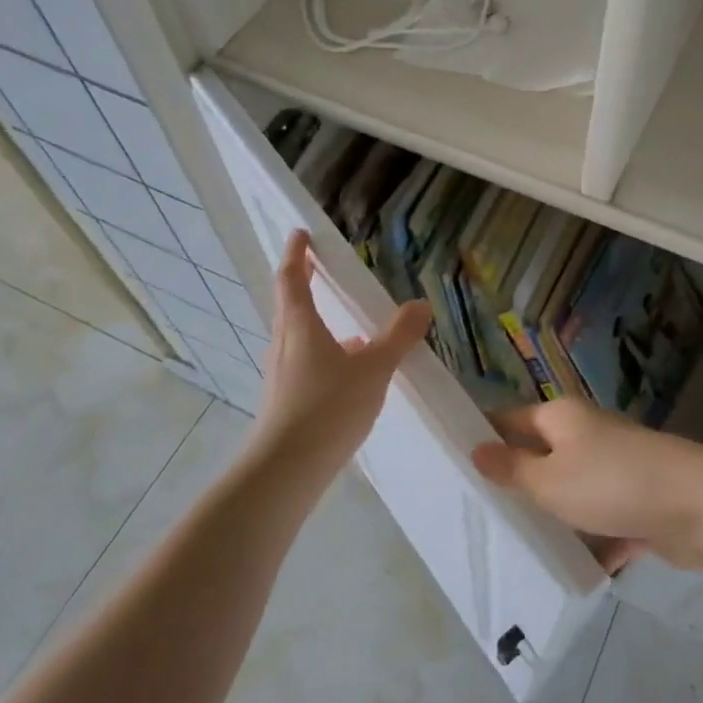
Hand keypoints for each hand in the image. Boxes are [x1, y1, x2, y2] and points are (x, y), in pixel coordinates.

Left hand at [248, 230, 431, 480]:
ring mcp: (282, 373)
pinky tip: (351, 373)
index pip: (293, 277)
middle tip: (321, 268)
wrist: (287, 468)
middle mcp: (285, 343)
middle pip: (290, 304)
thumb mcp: (373, 368)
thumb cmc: (328, 406)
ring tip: (351, 327)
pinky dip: (325, 354)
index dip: (297, 253)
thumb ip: (398, 337)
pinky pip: (306, 362)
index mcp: (299, 325)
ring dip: (318, 322)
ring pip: (299, 336)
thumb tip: (420, 305)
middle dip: (305, 283)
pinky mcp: (286, 399)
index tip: (300, 234)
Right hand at [470, 400, 702, 569]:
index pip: (510, 420)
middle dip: (517, 485)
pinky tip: (570, 570)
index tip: (453, 462)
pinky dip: (591, 541)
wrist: (699, 506)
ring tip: (516, 549)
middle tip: (479, 515)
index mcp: (562, 418)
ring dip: (554, 518)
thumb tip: (476, 449)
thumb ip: (512, 469)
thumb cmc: (611, 483)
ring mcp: (616, 468)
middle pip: (542, 457)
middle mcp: (588, 435)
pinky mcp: (638, 501)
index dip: (484, 437)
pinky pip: (603, 521)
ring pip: (572, 492)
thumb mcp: (550, 480)